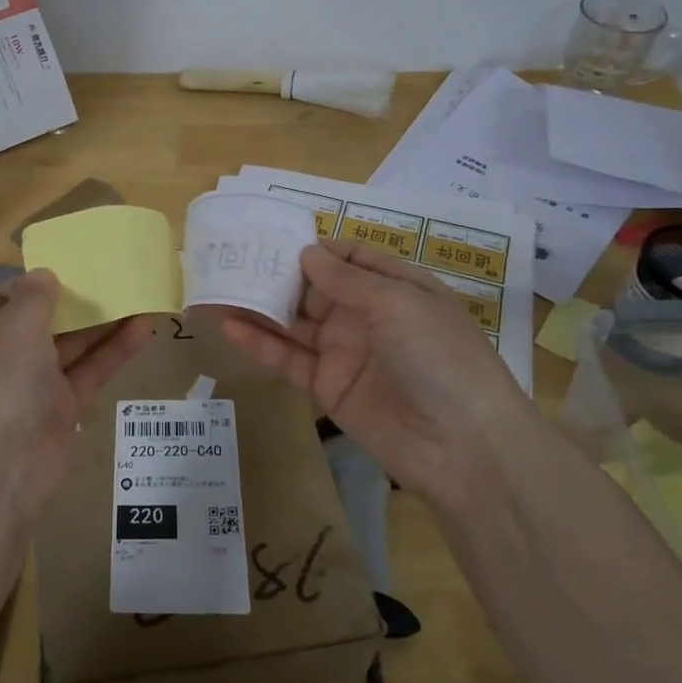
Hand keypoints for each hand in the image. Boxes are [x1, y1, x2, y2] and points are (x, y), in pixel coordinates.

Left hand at [0, 269, 153, 521]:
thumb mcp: (16, 322)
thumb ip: (36, 295)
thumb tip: (45, 277)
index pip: (8, 295)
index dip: (39, 281)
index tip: (74, 265)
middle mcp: (3, 353)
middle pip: (45, 320)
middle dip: (78, 300)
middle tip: (117, 275)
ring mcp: (33, 383)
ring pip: (73, 345)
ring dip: (104, 322)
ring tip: (141, 294)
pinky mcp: (63, 408)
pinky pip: (91, 371)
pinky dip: (115, 350)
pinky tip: (146, 327)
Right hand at [221, 239, 536, 502]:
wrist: (462, 445)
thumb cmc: (438, 356)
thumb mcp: (398, 303)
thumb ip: (347, 280)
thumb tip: (306, 253)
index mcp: (396, 289)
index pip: (350, 260)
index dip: (316, 248)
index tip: (273, 237)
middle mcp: (368, 316)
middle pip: (316, 289)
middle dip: (279, 275)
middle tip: (233, 259)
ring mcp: (346, 352)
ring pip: (296, 323)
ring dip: (261, 307)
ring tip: (219, 288)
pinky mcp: (327, 387)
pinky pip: (289, 359)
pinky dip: (260, 344)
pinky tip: (230, 327)